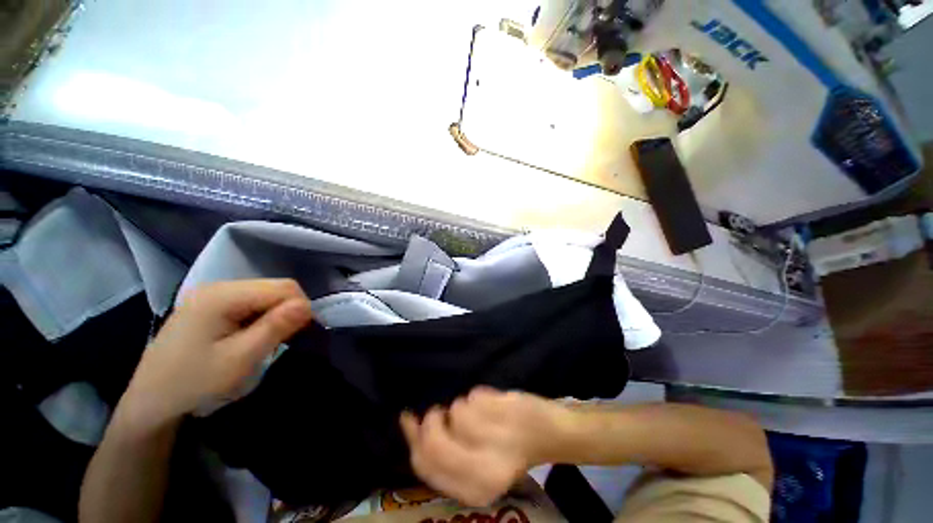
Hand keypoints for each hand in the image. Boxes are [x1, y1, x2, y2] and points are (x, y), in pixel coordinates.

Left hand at [120, 279, 312, 430]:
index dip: (300, 307)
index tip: (299, 335)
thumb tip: (307, 305)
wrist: (150, 403)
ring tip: (266, 340)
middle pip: (274, 288)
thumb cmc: (194, 383)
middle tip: (283, 340)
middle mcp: (218, 286)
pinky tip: (251, 336)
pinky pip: (251, 302)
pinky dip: (261, 317)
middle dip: (288, 311)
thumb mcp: (240, 359)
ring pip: (265, 294)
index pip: (283, 287)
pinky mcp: (210, 305)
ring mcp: (212, 295)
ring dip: (276, 315)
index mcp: (222, 295)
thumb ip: (275, 327)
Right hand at [400, 387, 572, 506]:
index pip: (425, 464)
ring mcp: (495, 437)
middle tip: (440, 412)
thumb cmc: (508, 449)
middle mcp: (483, 470)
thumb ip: (443, 453)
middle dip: (432, 419)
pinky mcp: (503, 410)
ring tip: (481, 413)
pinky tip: (493, 405)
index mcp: (474, 489)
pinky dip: (478, 396)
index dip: (412, 439)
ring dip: (462, 406)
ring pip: (455, 410)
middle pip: (433, 439)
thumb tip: (411, 424)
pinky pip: (472, 395)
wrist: (548, 432)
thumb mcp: (473, 465)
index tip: (410, 420)